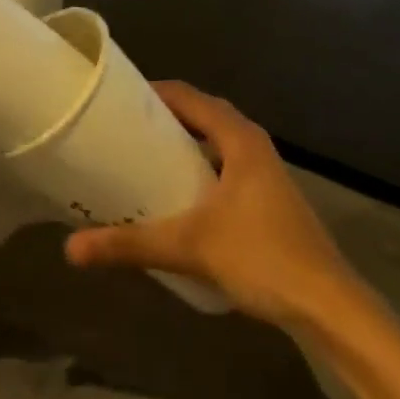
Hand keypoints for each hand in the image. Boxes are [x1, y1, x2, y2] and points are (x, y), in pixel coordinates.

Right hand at [65, 81, 355, 327]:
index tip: (114, 99)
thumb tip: (70, 248)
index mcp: (238, 137)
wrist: (329, 307)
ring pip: (215, 141)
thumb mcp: (189, 246)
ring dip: (183, 142)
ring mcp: (265, 171)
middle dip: (163, 116)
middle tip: (121, 128)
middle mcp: (252, 144)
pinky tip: (178, 194)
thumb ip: (130, 244)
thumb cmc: (261, 257)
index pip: (186, 95)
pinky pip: (225, 164)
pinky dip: (199, 166)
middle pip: (201, 114)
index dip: (150, 91)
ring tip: (142, 155)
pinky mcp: (269, 197)